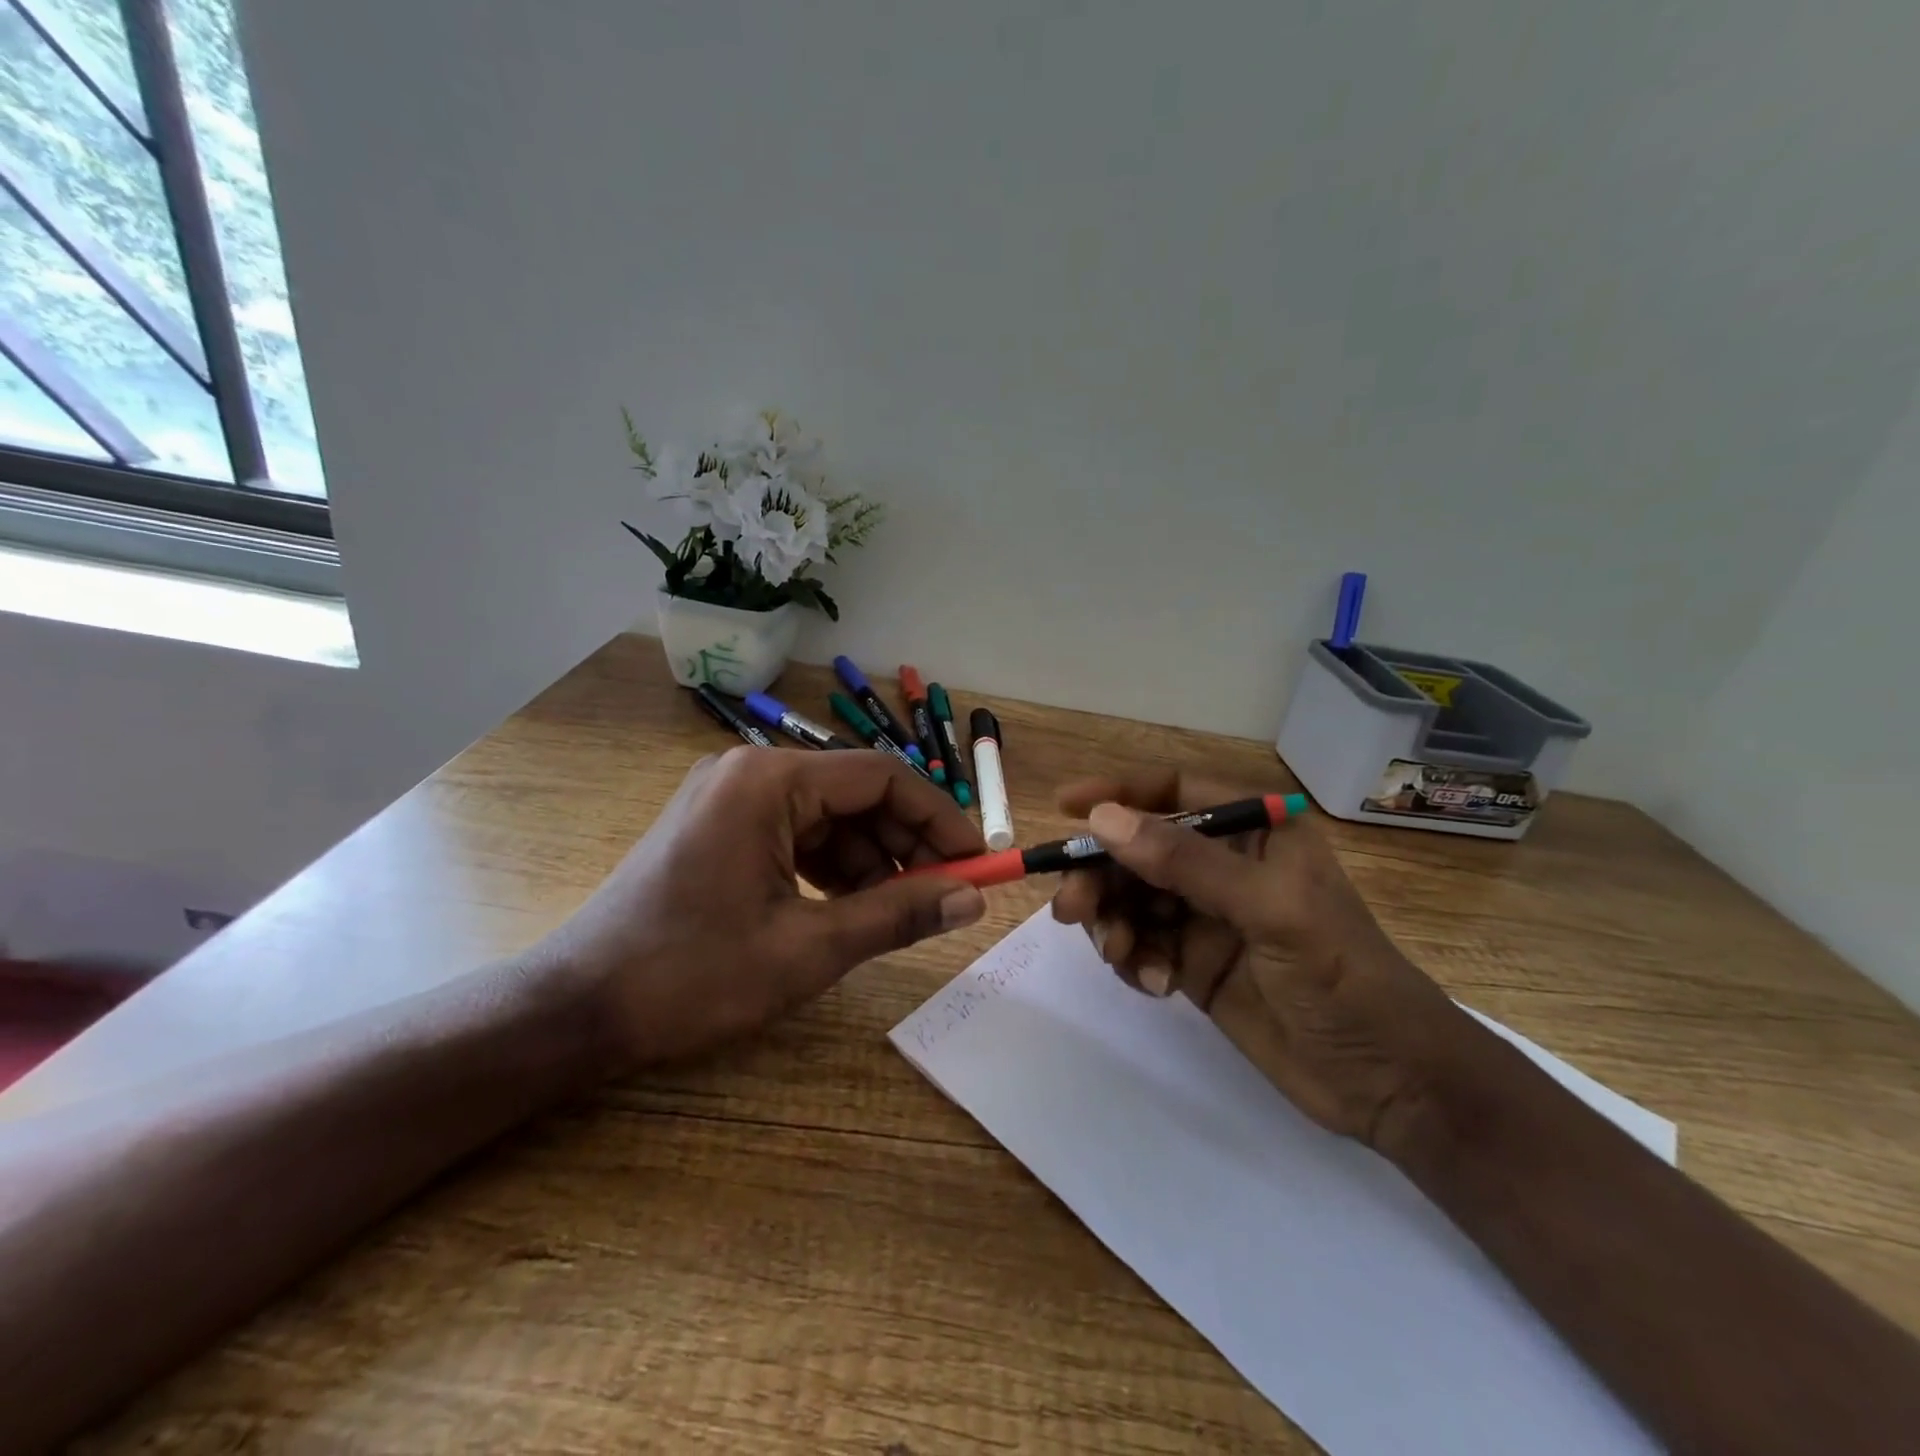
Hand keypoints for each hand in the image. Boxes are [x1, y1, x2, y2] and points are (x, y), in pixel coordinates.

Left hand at [542, 747, 986, 1068]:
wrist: (576, 1009)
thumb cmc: (691, 975)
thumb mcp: (808, 949)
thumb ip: (898, 915)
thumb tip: (972, 900)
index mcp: (769, 780)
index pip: (882, 776)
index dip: (939, 817)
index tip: (977, 861)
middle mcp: (750, 772)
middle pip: (856, 793)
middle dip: (905, 842)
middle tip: (945, 894)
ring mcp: (730, 797)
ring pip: (829, 817)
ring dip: (871, 860)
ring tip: (899, 911)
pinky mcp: (720, 826)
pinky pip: (796, 834)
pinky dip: (832, 868)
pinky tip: (850, 908)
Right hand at [1049, 768, 1474, 1151]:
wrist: (1389, 1085)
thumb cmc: (1343, 978)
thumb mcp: (1269, 910)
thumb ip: (1185, 862)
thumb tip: (1102, 819)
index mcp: (1256, 833)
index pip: (1175, 792)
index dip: (1119, 794)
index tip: (1066, 807)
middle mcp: (1225, 866)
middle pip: (1139, 850)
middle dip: (1102, 874)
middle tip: (1072, 908)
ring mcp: (1206, 917)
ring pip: (1131, 898)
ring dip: (1111, 921)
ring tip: (1117, 953)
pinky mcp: (1194, 964)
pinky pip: (1140, 944)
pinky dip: (1132, 959)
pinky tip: (1154, 984)